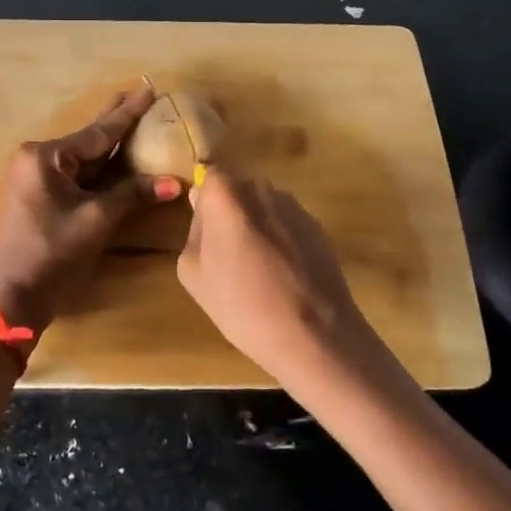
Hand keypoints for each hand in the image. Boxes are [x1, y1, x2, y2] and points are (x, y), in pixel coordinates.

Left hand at [0, 90, 181, 337]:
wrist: (14, 299)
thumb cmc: (53, 255)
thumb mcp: (96, 220)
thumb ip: (133, 194)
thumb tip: (175, 182)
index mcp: (45, 157)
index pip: (97, 133)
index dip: (128, 113)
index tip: (149, 89)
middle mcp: (36, 159)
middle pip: (88, 140)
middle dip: (116, 121)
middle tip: (141, 93)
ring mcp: (35, 178)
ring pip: (83, 158)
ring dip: (110, 146)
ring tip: (134, 118)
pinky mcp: (39, 196)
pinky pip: (76, 174)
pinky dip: (99, 168)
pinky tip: (116, 157)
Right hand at [177, 167, 393, 388]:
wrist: (314, 333)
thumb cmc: (242, 305)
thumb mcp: (193, 275)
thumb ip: (194, 232)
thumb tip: (204, 214)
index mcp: (226, 195)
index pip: (209, 176)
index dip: (205, 202)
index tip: (206, 232)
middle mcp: (262, 189)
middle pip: (238, 190)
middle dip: (230, 213)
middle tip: (227, 255)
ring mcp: (294, 206)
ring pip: (264, 207)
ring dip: (257, 227)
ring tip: (258, 270)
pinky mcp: (318, 226)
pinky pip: (287, 224)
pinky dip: (281, 241)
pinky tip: (283, 276)